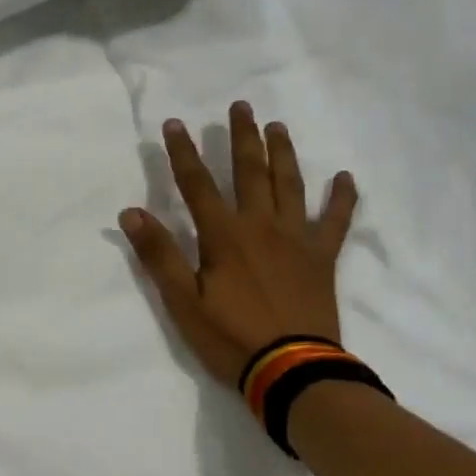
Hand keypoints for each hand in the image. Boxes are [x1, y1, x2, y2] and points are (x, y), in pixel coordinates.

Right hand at [120, 102, 357, 389]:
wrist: (292, 369)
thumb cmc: (230, 338)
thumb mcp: (182, 302)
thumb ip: (159, 255)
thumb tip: (131, 212)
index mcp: (224, 236)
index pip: (197, 184)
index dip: (183, 153)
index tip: (175, 124)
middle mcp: (261, 225)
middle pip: (250, 172)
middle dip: (242, 137)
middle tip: (241, 106)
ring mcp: (296, 239)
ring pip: (290, 185)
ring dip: (283, 154)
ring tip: (278, 127)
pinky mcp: (322, 258)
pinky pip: (335, 221)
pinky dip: (341, 199)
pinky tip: (344, 177)